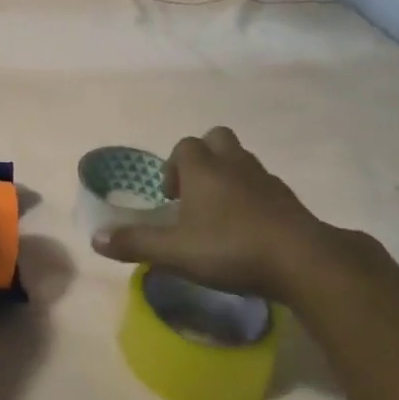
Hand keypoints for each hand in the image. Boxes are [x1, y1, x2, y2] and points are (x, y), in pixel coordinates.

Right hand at [91, 127, 328, 300]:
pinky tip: (249, 228)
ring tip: (221, 213)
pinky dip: (253, 197)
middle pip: (216, 139)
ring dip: (229, 176)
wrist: (302, 260)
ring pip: (242, 160)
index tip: (171, 199)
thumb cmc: (230, 248)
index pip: (184, 146)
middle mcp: (233, 163)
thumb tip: (95, 238)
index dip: (173, 167)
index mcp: (203, 168)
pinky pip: (264, 185)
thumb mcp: (176, 252)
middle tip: (196, 194)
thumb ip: (136, 243)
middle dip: (204, 158)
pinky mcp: (289, 199)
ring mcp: (265, 178)